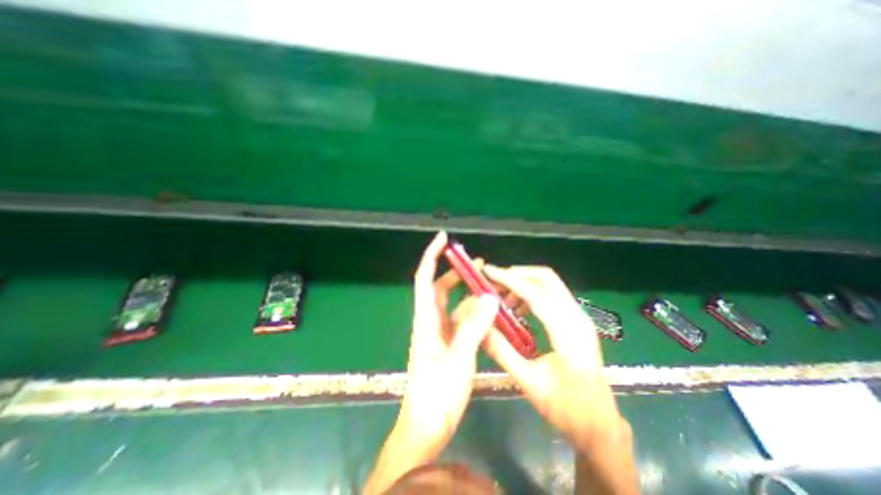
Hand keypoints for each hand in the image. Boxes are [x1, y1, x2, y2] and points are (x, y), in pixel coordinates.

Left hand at [365, 231, 498, 494]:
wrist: (428, 425)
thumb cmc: (437, 393)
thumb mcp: (458, 358)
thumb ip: (473, 327)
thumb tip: (489, 298)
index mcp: (426, 319)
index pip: (425, 278)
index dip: (432, 256)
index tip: (443, 238)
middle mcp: (431, 321)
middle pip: (441, 288)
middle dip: (456, 273)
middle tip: (478, 264)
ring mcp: (441, 333)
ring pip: (454, 305)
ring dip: (469, 294)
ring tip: (490, 286)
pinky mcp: (449, 344)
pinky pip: (462, 321)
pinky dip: (474, 313)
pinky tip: (489, 312)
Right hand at [481, 267, 634, 452]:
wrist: (600, 424)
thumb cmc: (566, 408)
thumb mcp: (529, 382)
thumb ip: (502, 351)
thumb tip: (480, 326)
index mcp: (568, 334)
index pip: (536, 294)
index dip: (509, 280)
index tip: (487, 271)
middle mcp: (577, 317)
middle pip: (547, 278)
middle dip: (517, 274)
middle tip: (493, 283)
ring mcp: (579, 316)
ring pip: (549, 283)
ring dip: (523, 282)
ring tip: (501, 298)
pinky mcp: (576, 319)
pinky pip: (552, 294)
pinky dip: (531, 292)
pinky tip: (517, 307)